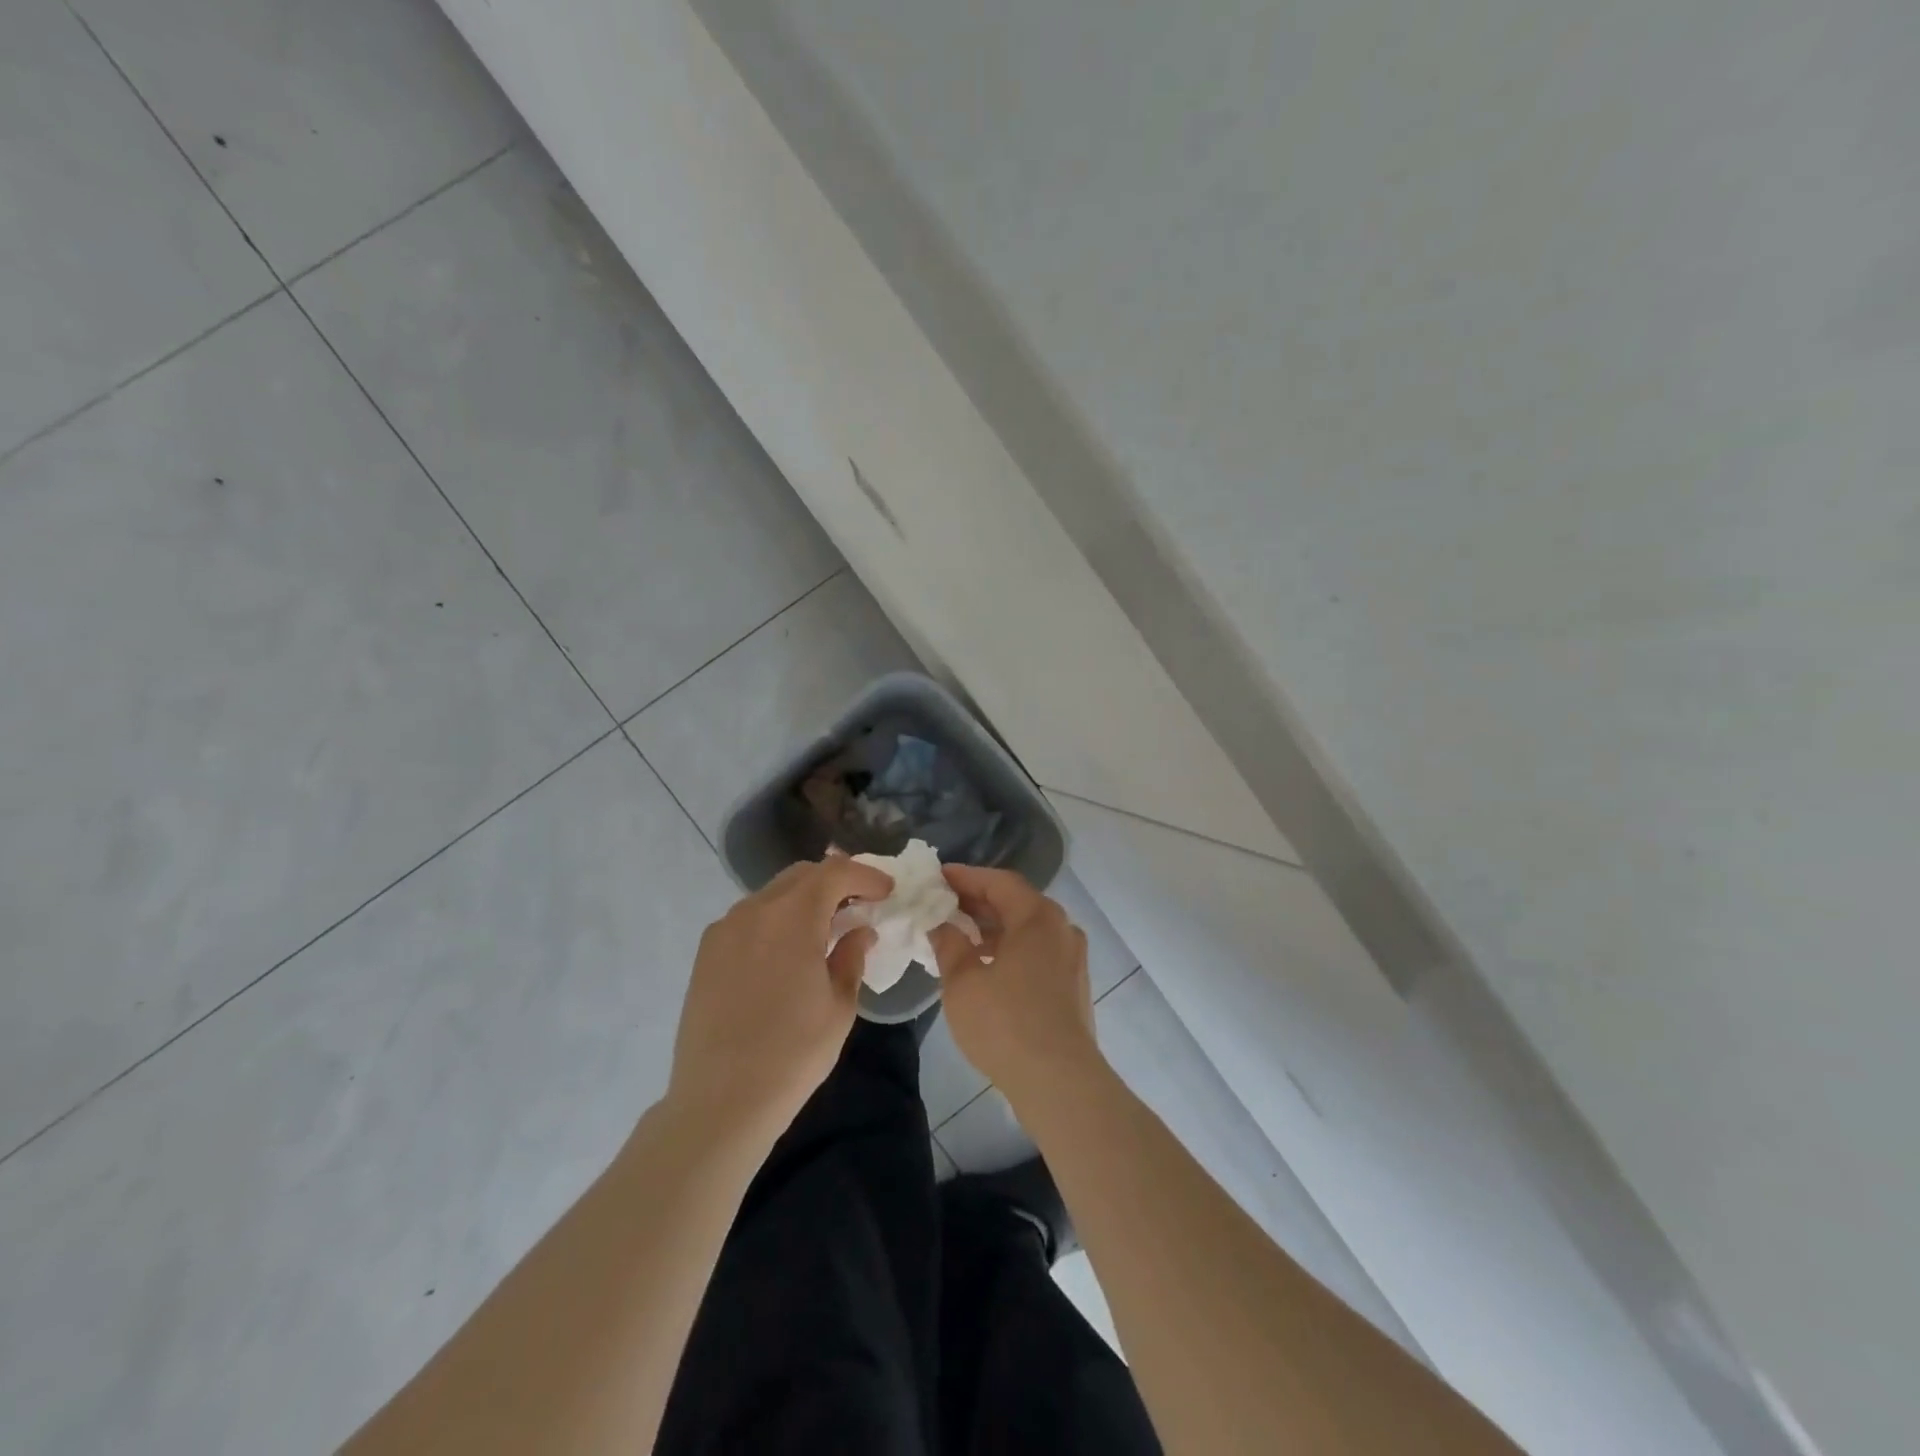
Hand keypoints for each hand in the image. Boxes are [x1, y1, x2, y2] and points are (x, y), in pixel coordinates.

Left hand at [669, 856, 892, 1144]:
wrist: (720, 1100)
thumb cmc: (792, 1054)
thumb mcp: (839, 1006)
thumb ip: (852, 957)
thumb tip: (860, 932)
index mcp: (792, 917)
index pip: (835, 872)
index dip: (865, 875)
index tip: (886, 891)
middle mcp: (754, 911)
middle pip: (801, 875)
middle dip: (835, 882)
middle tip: (859, 905)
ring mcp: (724, 929)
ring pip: (773, 894)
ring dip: (804, 900)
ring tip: (825, 928)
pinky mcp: (706, 952)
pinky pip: (750, 918)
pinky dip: (776, 919)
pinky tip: (787, 951)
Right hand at [932, 865, 1103, 1105]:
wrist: (1060, 1082)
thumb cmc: (1005, 1024)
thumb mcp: (963, 982)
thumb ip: (949, 944)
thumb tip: (940, 924)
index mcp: (1038, 917)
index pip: (999, 882)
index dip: (966, 877)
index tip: (938, 877)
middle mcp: (1061, 928)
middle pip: (1016, 903)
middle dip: (978, 902)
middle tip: (943, 903)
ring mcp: (1072, 958)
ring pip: (1028, 929)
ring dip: (994, 928)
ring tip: (959, 935)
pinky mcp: (1073, 985)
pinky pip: (1037, 952)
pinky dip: (1010, 949)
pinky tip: (986, 966)